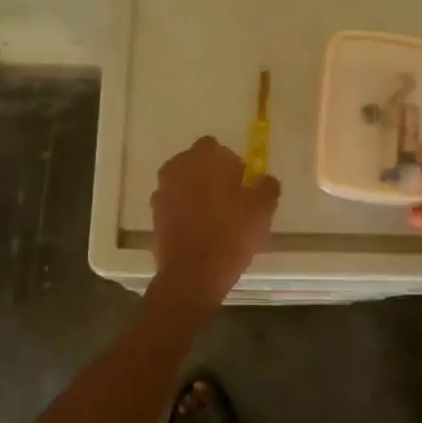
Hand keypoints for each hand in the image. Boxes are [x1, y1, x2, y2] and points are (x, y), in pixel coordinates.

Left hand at [149, 136, 280, 307]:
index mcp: (203, 157)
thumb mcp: (262, 208)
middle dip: (212, 175)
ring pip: (185, 183)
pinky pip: (176, 204)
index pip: (216, 147)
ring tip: (216, 218)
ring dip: (198, 192)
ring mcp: (163, 191)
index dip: (231, 163)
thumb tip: (263, 179)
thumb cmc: (230, 234)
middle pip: (197, 163)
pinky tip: (201, 231)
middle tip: (231, 200)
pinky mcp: (155, 214)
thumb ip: (266, 185)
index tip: (242, 184)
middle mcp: (178, 167)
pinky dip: (186, 211)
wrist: (192, 275)